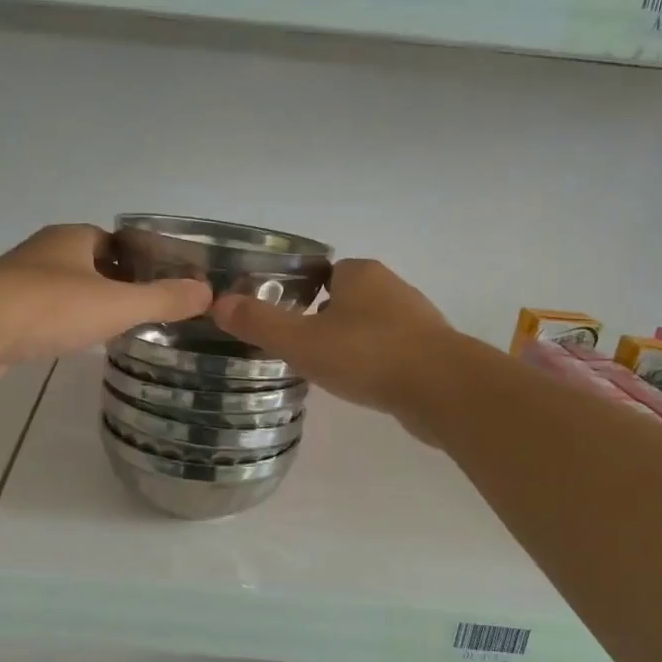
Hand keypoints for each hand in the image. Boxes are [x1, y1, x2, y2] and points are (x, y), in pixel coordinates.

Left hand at [0, 225, 210, 382]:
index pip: (114, 241)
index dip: (139, 259)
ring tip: (113, 331)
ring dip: (84, 306)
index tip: (161, 284)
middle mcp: (44, 253)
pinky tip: (71, 345)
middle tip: (143, 312)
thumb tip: (207, 292)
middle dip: (113, 284)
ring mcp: (17, 282)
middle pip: (88, 264)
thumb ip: (163, 299)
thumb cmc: (51, 307)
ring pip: (62, 290)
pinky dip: (59, 326)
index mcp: (72, 238)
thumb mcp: (119, 304)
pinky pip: (40, 315)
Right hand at [211, 260, 456, 438]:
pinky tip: (361, 384)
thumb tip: (218, 304)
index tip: (283, 320)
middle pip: (346, 298)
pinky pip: (390, 351)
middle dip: (323, 319)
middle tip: (297, 347)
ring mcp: (416, 320)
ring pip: (370, 325)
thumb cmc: (367, 355)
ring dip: (350, 342)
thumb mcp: (301, 340)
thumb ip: (259, 323)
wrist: (443, 389)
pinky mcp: (431, 351)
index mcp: (360, 274)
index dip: (300, 293)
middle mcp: (391, 287)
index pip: (323, 272)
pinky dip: (373, 362)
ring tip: (326, 369)